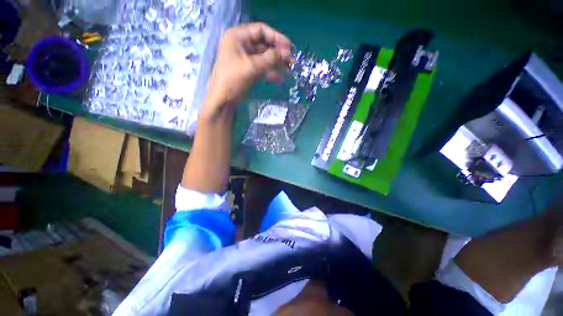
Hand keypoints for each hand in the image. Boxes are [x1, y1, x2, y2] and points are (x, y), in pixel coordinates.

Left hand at [205, 23, 292, 106]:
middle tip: (292, 61)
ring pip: (264, 57)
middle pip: (264, 44)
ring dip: (276, 63)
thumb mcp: (252, 67)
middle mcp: (241, 44)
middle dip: (278, 53)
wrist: (223, 100)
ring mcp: (245, 57)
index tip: (290, 47)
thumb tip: (287, 53)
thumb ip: (270, 58)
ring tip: (288, 71)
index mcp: (237, 37)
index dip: (277, 37)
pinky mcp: (248, 69)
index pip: (261, 30)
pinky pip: (262, 67)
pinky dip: (270, 72)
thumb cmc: (233, 80)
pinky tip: (279, 79)